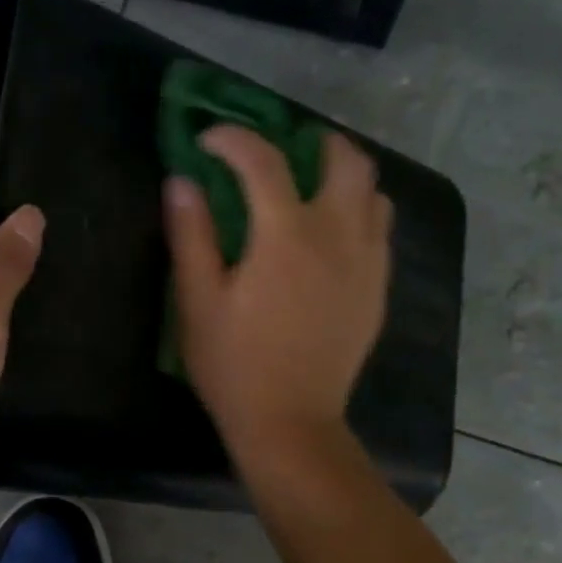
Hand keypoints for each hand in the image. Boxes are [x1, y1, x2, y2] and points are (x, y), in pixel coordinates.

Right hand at [165, 125, 390, 457]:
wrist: (290, 422)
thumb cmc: (234, 366)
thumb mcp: (198, 302)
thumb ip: (191, 235)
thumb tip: (181, 181)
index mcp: (286, 236)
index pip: (263, 161)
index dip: (233, 139)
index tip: (208, 142)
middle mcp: (338, 236)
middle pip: (346, 160)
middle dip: (311, 142)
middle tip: (279, 153)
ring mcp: (367, 263)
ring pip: (373, 191)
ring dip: (342, 175)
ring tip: (309, 188)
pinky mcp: (377, 289)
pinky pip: (380, 229)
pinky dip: (358, 212)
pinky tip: (330, 236)